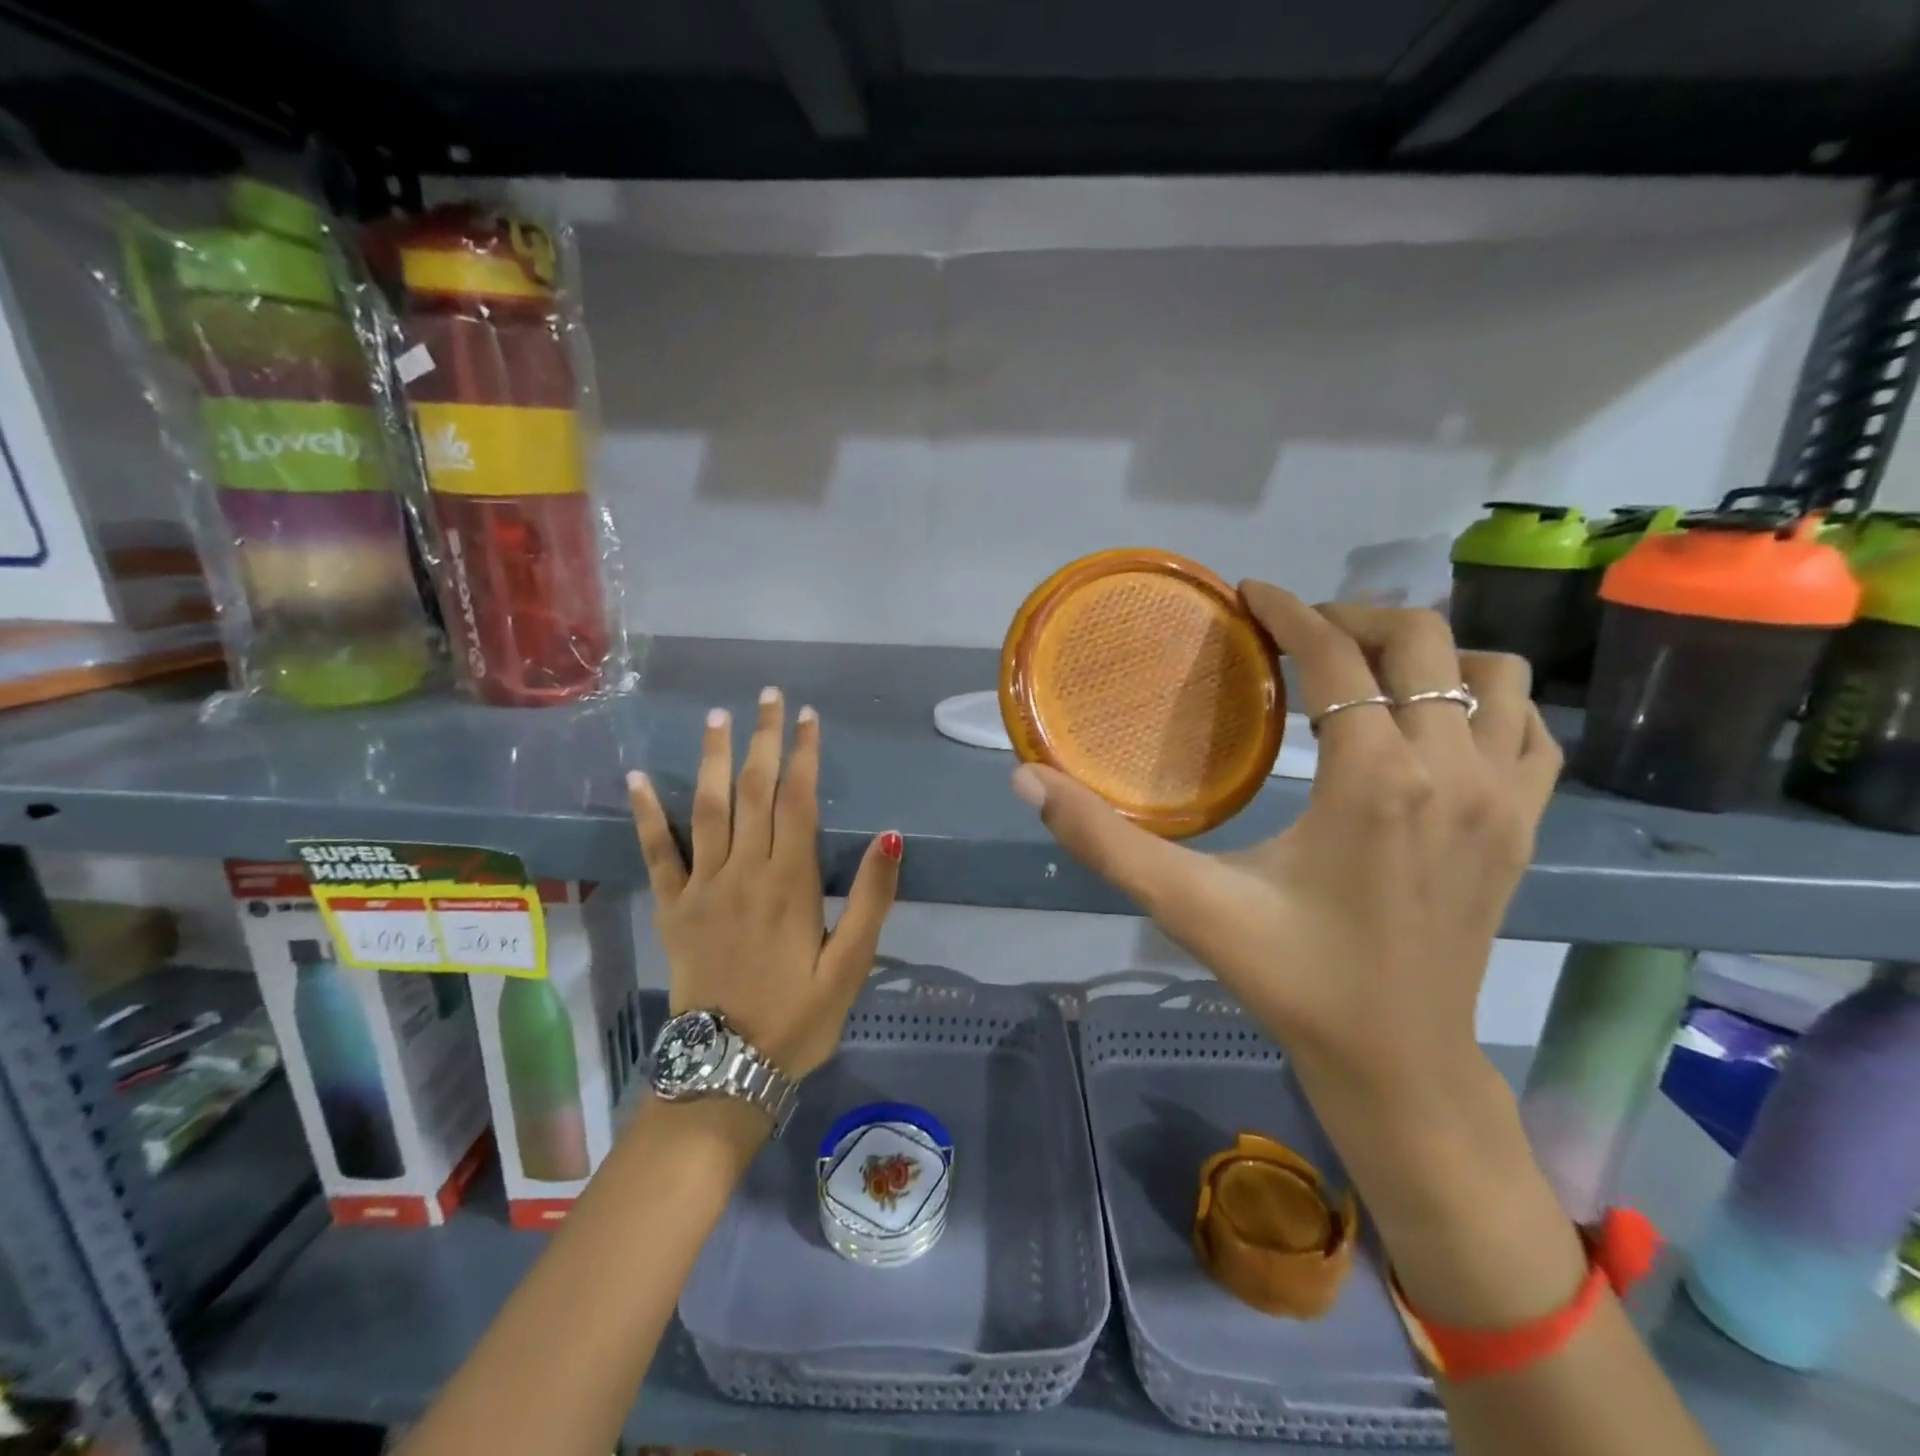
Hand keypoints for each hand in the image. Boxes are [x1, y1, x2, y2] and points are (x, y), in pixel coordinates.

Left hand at [628, 688, 901, 1080]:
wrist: (727, 1069)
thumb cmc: (799, 1017)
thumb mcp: (851, 966)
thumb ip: (871, 900)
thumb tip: (889, 837)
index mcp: (790, 882)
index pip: (798, 800)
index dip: (803, 754)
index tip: (808, 716)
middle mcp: (744, 871)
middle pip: (753, 791)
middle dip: (763, 740)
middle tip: (768, 697)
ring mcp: (702, 888)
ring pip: (708, 808)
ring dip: (714, 759)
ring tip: (718, 718)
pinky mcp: (674, 909)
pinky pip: (657, 854)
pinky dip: (648, 814)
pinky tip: (639, 778)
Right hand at [1010, 584, 1560, 1118]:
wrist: (1398, 1062)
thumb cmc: (1292, 979)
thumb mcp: (1188, 906)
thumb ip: (1104, 841)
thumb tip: (1028, 780)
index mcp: (1376, 781)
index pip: (1336, 659)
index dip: (1290, 613)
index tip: (1251, 593)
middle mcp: (1455, 772)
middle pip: (1421, 642)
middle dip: (1351, 620)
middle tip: (1295, 635)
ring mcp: (1508, 798)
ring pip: (1492, 673)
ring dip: (1426, 655)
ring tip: (1364, 673)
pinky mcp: (1527, 825)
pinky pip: (1530, 727)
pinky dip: (1486, 700)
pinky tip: (1433, 725)